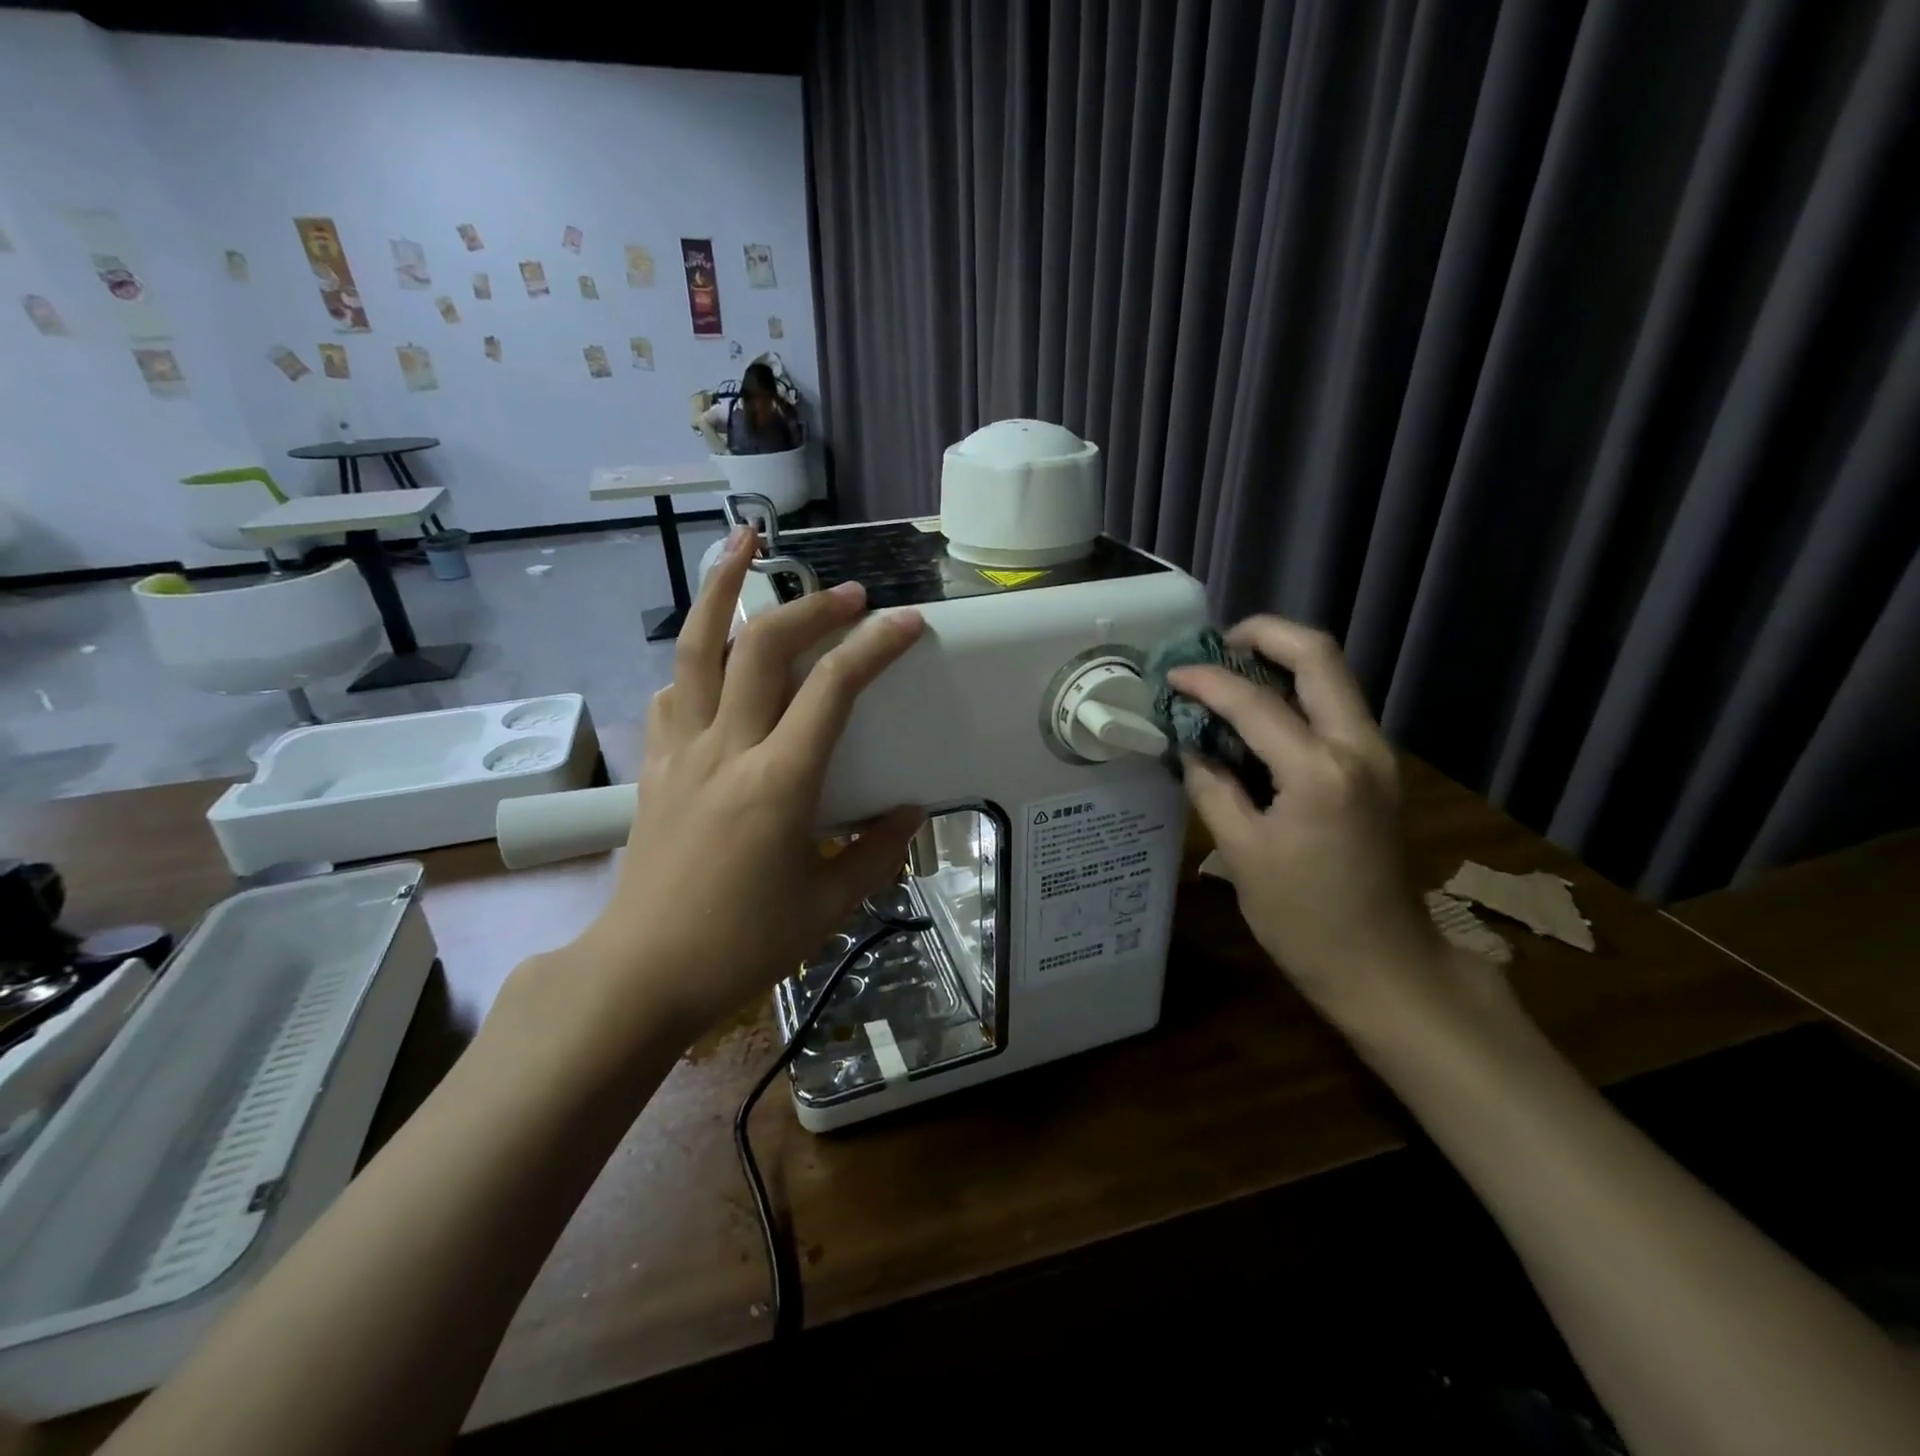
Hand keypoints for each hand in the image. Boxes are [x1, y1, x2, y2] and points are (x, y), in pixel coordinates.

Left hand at [545, 526, 925, 1045]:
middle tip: (848, 594)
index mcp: (778, 783)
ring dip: (721, 589)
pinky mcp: (655, 765)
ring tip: (741, 546)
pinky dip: (694, 660)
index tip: (906, 623)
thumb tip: (910, 811)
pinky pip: (672, 692)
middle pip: (763, 646)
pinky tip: (710, 658)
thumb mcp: (828, 905)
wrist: (641, 972)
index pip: (833, 689)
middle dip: (810, 606)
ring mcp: (681, 752)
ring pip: (696, 648)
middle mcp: (726, 749)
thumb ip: (877, 853)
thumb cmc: (740, 944)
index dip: (875, 646)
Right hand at [1168, 617, 1453, 1019]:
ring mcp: (1377, 755)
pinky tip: (1258, 715)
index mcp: (1319, 772)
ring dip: (1282, 661)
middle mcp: (1358, 747)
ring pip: (1333, 677)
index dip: (1207, 680)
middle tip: (1217, 645)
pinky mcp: (1378, 769)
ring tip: (1230, 674)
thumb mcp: (1241, 853)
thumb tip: (1190, 745)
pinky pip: (1335, 708)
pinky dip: (1296, 694)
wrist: (1385, 965)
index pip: (1255, 702)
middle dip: (1265, 635)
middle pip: (1319, 655)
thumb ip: (1211, 787)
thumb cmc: (1304, 919)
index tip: (1171, 675)